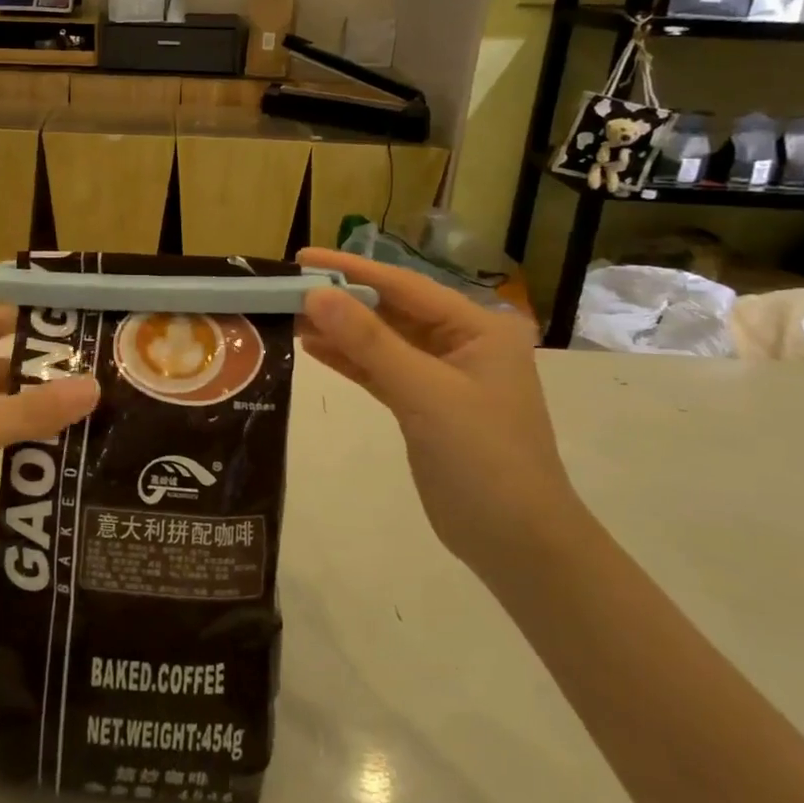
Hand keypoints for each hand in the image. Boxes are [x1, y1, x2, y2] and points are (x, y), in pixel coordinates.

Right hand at [295, 248, 580, 570]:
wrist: (517, 543)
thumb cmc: (482, 457)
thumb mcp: (424, 392)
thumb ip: (369, 342)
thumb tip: (316, 295)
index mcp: (478, 327)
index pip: (404, 286)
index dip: (351, 270)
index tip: (302, 258)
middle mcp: (463, 343)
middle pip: (392, 311)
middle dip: (341, 300)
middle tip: (286, 289)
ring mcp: (443, 376)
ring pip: (382, 342)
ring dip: (340, 331)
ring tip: (289, 316)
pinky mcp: (424, 406)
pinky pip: (381, 371)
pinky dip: (349, 361)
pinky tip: (313, 347)